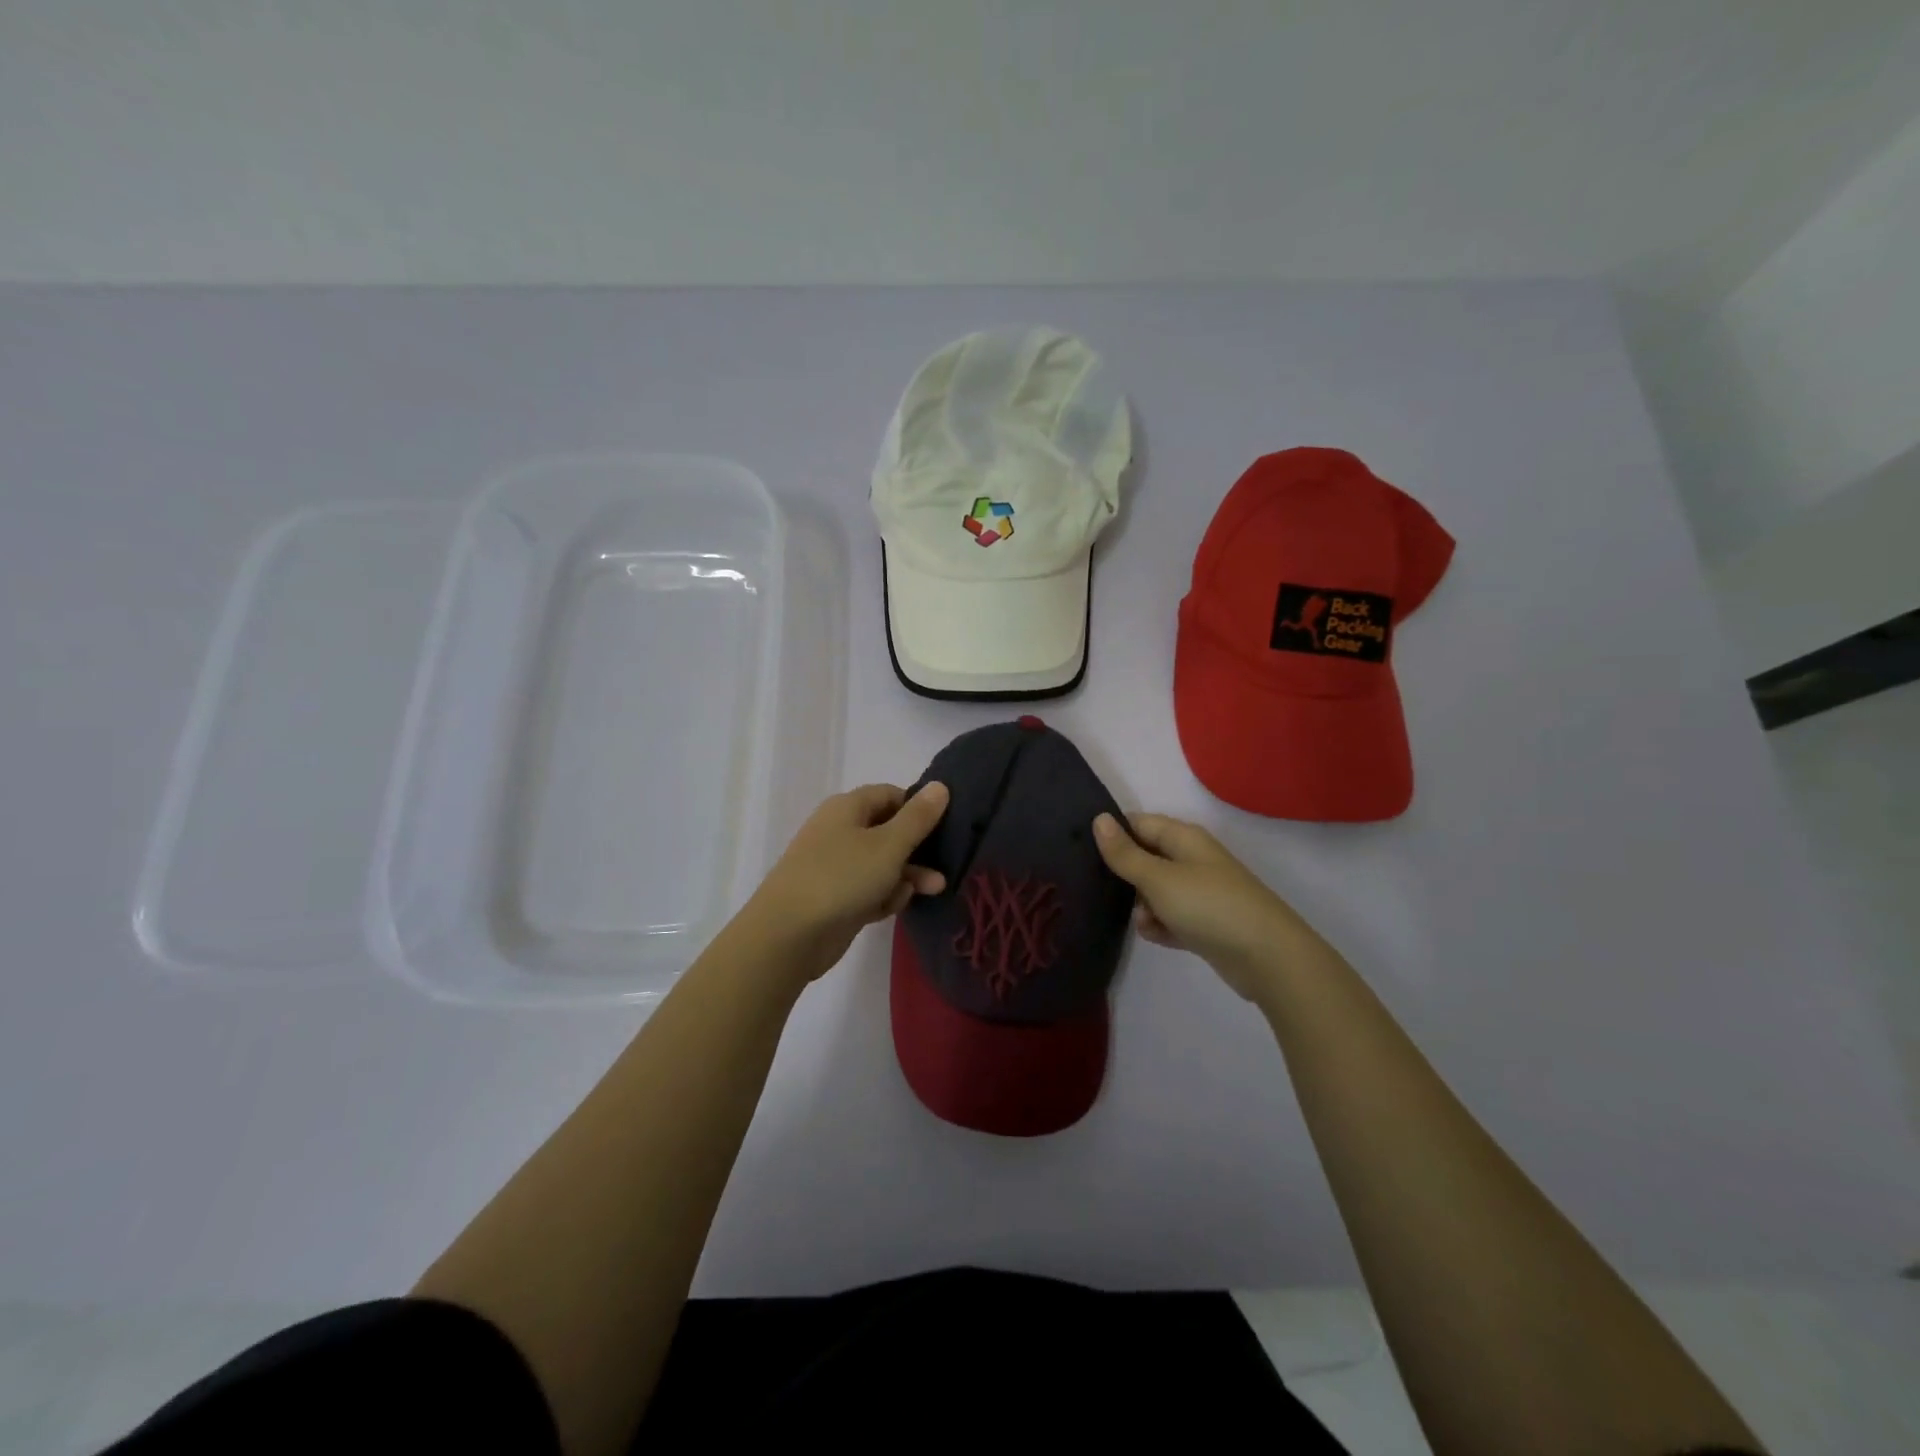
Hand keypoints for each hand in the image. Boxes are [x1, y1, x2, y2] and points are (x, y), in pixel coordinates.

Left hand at [743, 782, 949, 983]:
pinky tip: (890, 908)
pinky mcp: (835, 898)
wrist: (788, 934)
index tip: (945, 824)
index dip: (917, 807)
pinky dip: (883, 896)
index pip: (890, 795)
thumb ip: (917, 818)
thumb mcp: (888, 845)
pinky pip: (868, 890)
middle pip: (888, 831)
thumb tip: (940, 786)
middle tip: (946, 862)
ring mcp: (835, 866)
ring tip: (934, 890)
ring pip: (881, 864)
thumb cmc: (842, 877)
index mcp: (847, 808)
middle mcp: (839, 831)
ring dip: (907, 875)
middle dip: (918, 848)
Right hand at [1092, 812, 1324, 1004]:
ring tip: (1144, 921)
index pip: (1138, 823)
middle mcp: (1192, 859)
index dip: (1112, 834)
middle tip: (1101, 891)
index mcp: (1183, 838)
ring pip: (1155, 891)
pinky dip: (1161, 925)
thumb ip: (1125, 853)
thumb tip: (1099, 819)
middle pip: (1145, 857)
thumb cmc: (1208, 906)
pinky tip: (1157, 936)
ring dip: (1142, 906)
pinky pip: (1171, 917)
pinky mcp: (1205, 923)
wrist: (1267, 957)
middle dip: (1125, 875)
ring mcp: (1200, 892)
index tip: (1082, 852)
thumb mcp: (1158, 878)